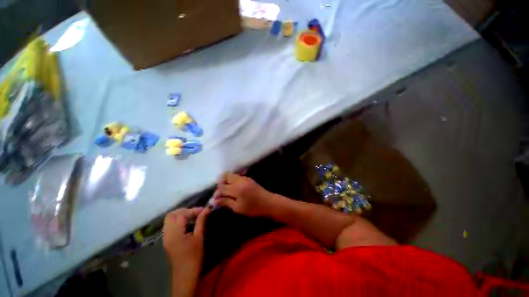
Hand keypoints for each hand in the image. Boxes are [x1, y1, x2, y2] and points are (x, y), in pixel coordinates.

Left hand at [163, 207, 209, 295]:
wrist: (185, 273)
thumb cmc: (194, 256)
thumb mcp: (199, 237)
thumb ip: (201, 221)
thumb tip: (207, 209)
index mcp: (175, 233)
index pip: (181, 214)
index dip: (193, 210)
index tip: (203, 210)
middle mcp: (167, 233)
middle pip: (171, 215)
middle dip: (184, 210)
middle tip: (196, 212)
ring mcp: (165, 237)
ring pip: (169, 219)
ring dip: (180, 215)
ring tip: (192, 217)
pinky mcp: (166, 240)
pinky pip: (169, 225)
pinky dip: (177, 221)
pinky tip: (187, 223)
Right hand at [212, 172, 281, 216]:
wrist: (268, 202)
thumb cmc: (253, 208)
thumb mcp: (238, 208)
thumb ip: (226, 202)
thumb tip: (214, 200)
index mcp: (237, 188)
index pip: (222, 187)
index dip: (217, 193)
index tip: (215, 200)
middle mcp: (240, 180)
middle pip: (225, 176)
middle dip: (220, 183)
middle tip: (221, 193)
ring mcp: (245, 178)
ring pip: (231, 175)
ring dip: (226, 181)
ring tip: (226, 192)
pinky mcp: (247, 178)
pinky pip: (236, 177)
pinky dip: (232, 181)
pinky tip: (233, 190)